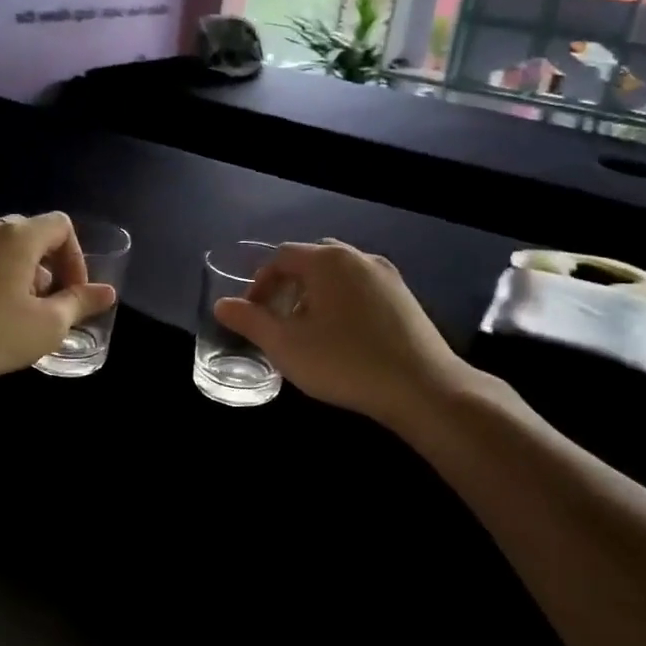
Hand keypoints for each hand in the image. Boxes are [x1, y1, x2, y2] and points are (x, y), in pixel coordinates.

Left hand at [0, 213, 115, 388]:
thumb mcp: (48, 325)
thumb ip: (81, 303)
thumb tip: (106, 292)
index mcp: (18, 236)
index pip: (61, 225)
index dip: (76, 257)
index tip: (72, 294)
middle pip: (30, 233)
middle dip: (47, 265)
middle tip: (46, 304)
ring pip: (0, 247)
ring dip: (18, 272)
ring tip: (15, 312)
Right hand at [212, 240, 484, 428]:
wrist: (423, 388)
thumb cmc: (345, 363)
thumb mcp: (285, 346)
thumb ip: (250, 321)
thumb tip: (222, 304)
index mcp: (328, 260)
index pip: (281, 257)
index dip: (260, 284)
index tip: (253, 316)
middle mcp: (359, 257)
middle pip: (311, 262)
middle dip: (288, 288)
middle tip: (278, 322)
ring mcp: (387, 276)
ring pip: (338, 277)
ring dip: (315, 297)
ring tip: (308, 333)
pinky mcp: (405, 298)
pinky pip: (361, 290)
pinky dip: (342, 304)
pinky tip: (343, 340)